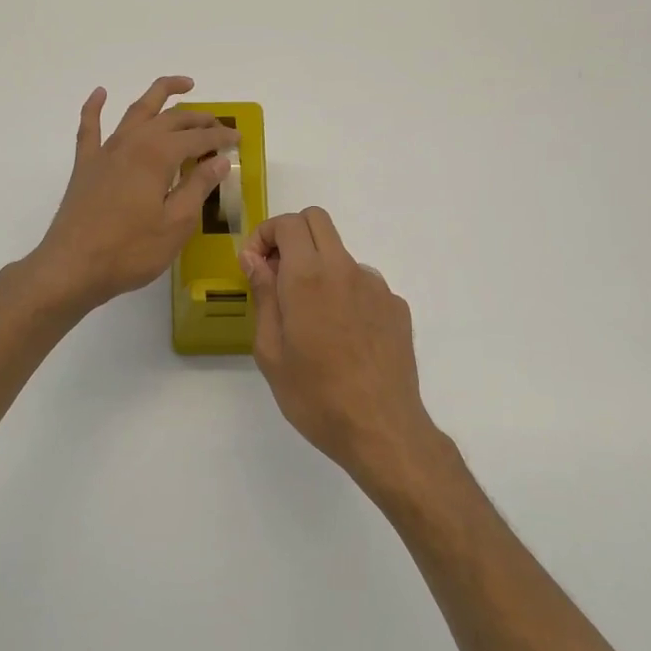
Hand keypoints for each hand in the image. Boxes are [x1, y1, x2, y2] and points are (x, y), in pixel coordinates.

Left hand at [30, 76, 238, 312]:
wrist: (72, 267)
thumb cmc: (130, 250)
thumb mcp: (176, 224)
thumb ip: (198, 187)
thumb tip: (219, 160)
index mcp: (157, 156)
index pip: (197, 138)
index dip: (220, 136)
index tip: (238, 138)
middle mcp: (132, 143)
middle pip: (170, 119)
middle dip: (198, 117)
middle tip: (217, 123)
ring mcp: (105, 151)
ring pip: (136, 111)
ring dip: (159, 95)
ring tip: (181, 85)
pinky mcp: (85, 165)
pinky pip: (90, 127)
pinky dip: (96, 107)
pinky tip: (101, 93)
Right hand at [240, 207, 458, 501]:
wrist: (381, 428)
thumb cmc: (315, 395)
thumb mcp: (270, 351)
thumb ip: (263, 295)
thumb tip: (255, 259)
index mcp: (308, 276)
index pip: (288, 223)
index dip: (264, 234)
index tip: (254, 266)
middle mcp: (345, 269)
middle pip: (318, 221)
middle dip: (291, 237)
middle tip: (276, 277)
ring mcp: (376, 286)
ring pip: (340, 254)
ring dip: (318, 268)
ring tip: (310, 322)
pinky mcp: (395, 307)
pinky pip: (362, 284)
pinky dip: (344, 294)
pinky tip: (342, 338)